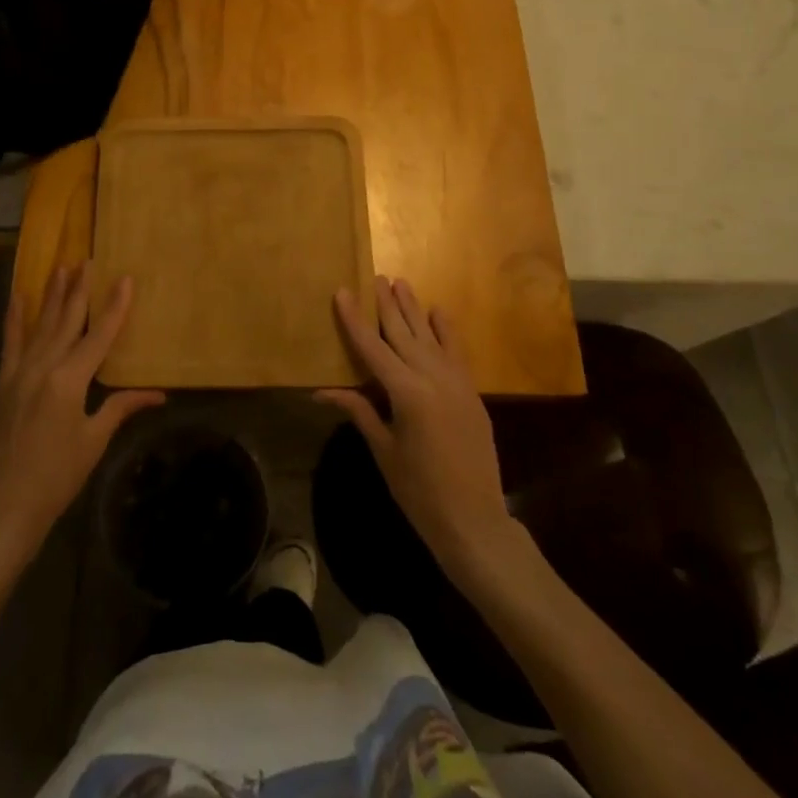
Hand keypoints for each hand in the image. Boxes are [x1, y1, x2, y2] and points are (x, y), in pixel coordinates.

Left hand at [0, 264, 164, 551]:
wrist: (6, 504)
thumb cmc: (58, 476)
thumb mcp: (94, 440)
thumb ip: (121, 408)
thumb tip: (158, 395)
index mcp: (69, 381)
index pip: (99, 336)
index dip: (114, 307)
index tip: (124, 278)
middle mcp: (43, 367)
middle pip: (67, 321)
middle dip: (80, 290)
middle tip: (89, 260)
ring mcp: (19, 373)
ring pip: (41, 325)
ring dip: (52, 295)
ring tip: (62, 267)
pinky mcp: (3, 383)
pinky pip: (11, 343)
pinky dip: (15, 319)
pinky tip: (19, 296)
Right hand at [316, 277, 516, 577]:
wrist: (475, 520)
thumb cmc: (419, 491)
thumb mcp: (384, 450)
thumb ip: (359, 411)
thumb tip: (322, 392)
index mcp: (406, 393)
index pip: (372, 348)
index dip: (355, 320)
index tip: (343, 292)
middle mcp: (432, 378)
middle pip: (403, 333)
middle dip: (387, 305)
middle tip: (376, 277)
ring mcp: (456, 383)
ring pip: (430, 337)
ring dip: (414, 309)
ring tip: (401, 283)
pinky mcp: (471, 392)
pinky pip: (456, 352)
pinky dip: (447, 331)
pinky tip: (439, 312)